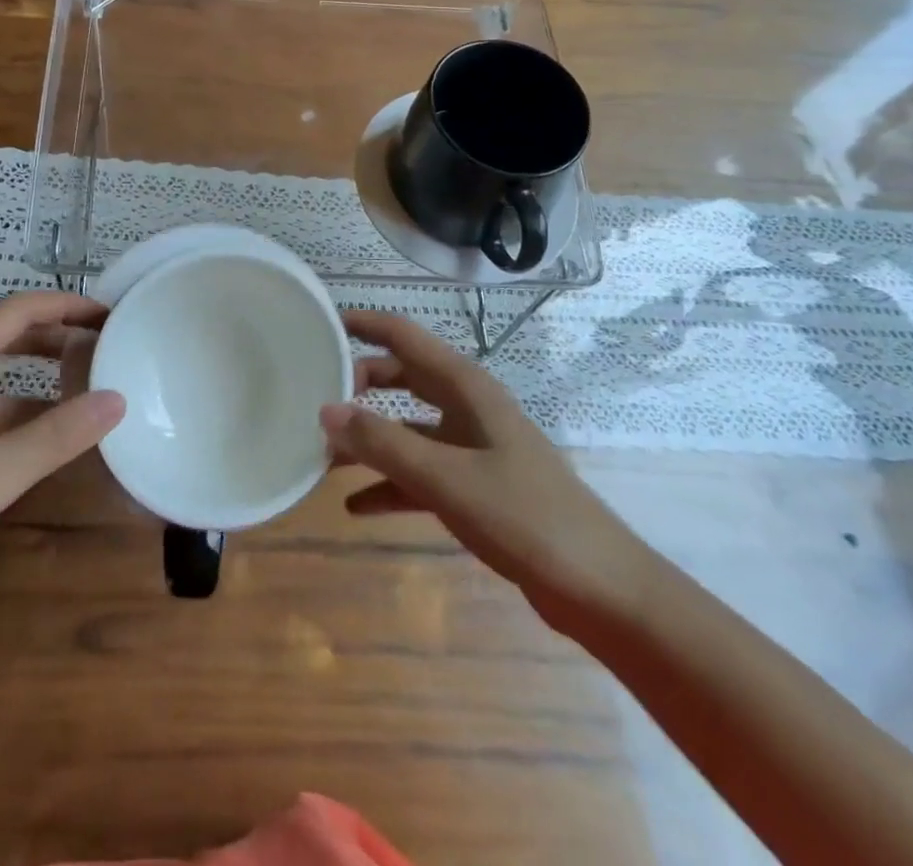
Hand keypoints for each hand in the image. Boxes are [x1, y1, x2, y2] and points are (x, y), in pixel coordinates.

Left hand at [0, 291, 123, 651]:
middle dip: (53, 336)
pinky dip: (13, 414)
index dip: (64, 306)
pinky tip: (42, 436)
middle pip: (0, 337)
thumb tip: (118, 400)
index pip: (13, 312)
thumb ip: (56, 436)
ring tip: (85, 386)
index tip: (108, 314)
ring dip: (35, 378)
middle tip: (104, 344)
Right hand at [322, 310, 653, 636]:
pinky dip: (389, 484)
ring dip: (369, 440)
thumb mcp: (446, 478)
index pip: (405, 336)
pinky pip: (420, 473)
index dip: (363, 324)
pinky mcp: (475, 486)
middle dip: (359, 385)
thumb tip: (326, 409)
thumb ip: (384, 443)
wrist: (598, 587)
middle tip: (314, 396)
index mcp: (466, 387)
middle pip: (402, 378)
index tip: (319, 324)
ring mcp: (472, 447)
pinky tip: (355, 506)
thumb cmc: (525, 516)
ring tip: (322, 456)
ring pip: (407, 429)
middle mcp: (467, 407)